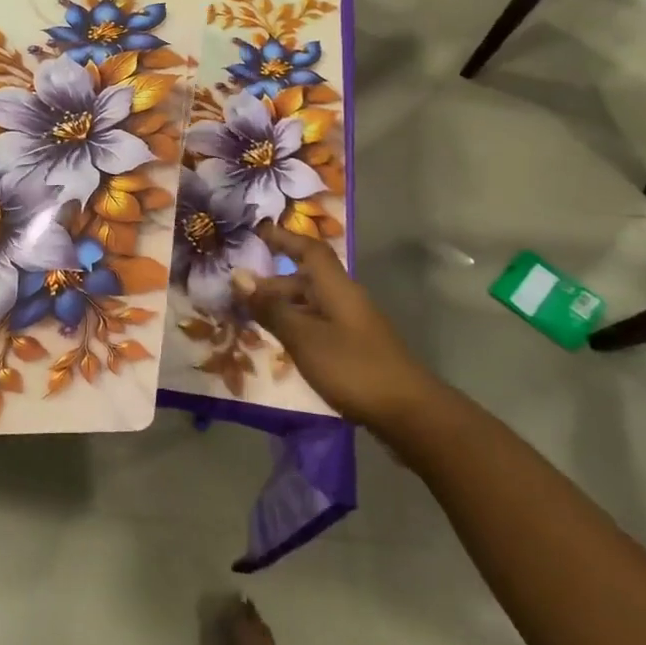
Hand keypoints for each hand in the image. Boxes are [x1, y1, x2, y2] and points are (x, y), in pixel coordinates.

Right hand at [232, 223, 430, 428]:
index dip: (284, 238)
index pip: (309, 250)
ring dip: (282, 306)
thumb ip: (271, 309)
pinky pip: (317, 324)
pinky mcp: (354, 348)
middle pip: (306, 279)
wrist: (408, 412)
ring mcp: (352, 324)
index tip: (257, 232)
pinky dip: (295, 326)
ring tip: (250, 318)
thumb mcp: (304, 338)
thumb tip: (239, 277)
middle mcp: (345, 299)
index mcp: (336, 287)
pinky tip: (280, 343)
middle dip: (272, 282)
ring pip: (310, 304)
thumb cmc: (352, 367)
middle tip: (238, 293)